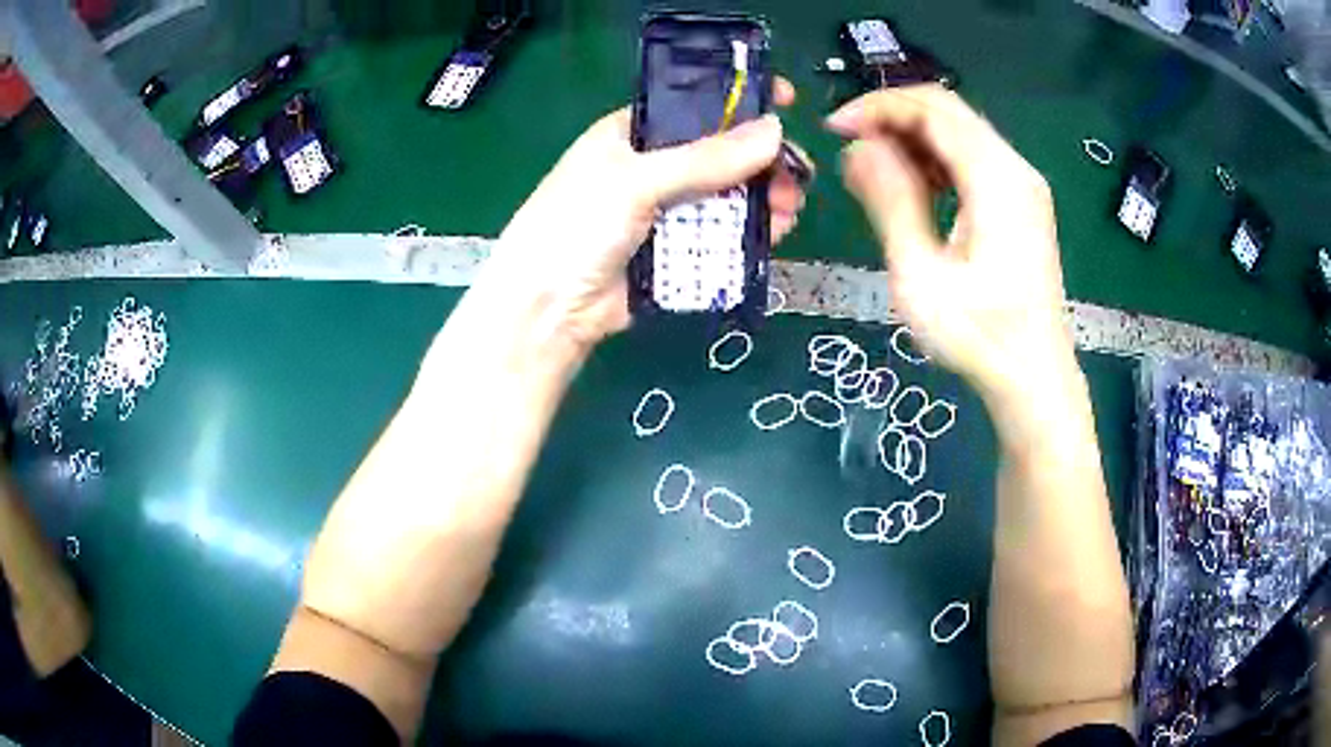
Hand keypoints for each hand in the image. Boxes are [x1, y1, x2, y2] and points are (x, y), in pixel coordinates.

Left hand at [486, 79, 805, 352]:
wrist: (549, 309)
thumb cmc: (577, 225)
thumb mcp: (636, 181)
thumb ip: (705, 158)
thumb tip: (775, 130)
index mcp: (633, 133)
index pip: (694, 105)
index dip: (738, 101)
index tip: (784, 100)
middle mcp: (653, 165)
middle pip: (721, 153)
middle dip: (762, 161)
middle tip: (795, 175)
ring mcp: (667, 209)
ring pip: (728, 194)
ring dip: (763, 197)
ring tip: (788, 209)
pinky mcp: (677, 249)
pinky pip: (723, 232)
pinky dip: (751, 230)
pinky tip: (774, 231)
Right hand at [827, 85, 1074, 401]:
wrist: (1034, 377)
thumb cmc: (979, 335)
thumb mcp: (921, 274)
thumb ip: (890, 201)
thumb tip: (857, 147)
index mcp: (997, 178)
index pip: (933, 109)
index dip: (879, 107)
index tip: (834, 129)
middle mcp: (1015, 168)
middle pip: (948, 112)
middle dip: (892, 117)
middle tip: (848, 145)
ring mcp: (1021, 185)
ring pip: (959, 133)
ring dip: (911, 138)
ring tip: (871, 167)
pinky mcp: (1020, 203)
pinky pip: (971, 159)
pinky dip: (934, 159)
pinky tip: (911, 186)